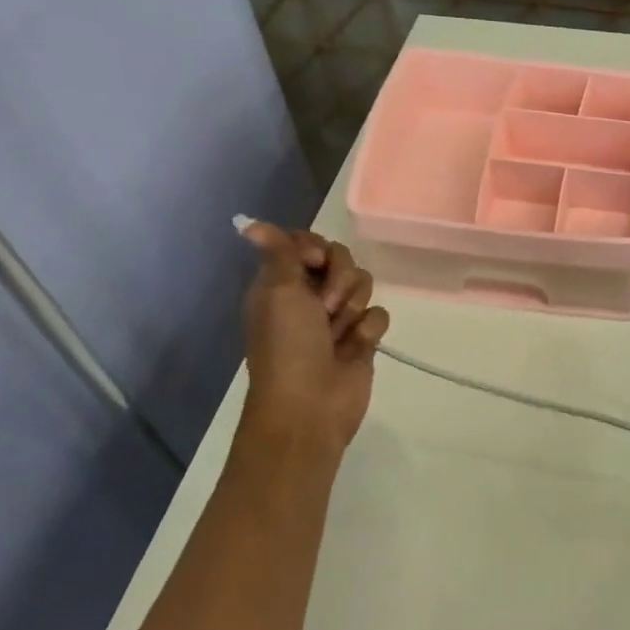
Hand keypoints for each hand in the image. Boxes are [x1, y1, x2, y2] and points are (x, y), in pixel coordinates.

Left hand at [238, 222, 390, 449]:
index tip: (315, 263)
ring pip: (364, 286)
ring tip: (338, 333)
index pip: (307, 244)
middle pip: (342, 260)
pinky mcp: (362, 338)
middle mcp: (308, 296)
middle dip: (339, 280)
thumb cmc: (288, 347)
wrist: (310, 405)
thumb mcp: (278, 292)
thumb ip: (279, 254)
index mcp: (281, 284)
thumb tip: (251, 224)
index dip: (317, 249)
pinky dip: (368, 330)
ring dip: (352, 307)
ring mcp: (337, 318)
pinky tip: (355, 347)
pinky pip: (379, 315)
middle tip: (323, 307)